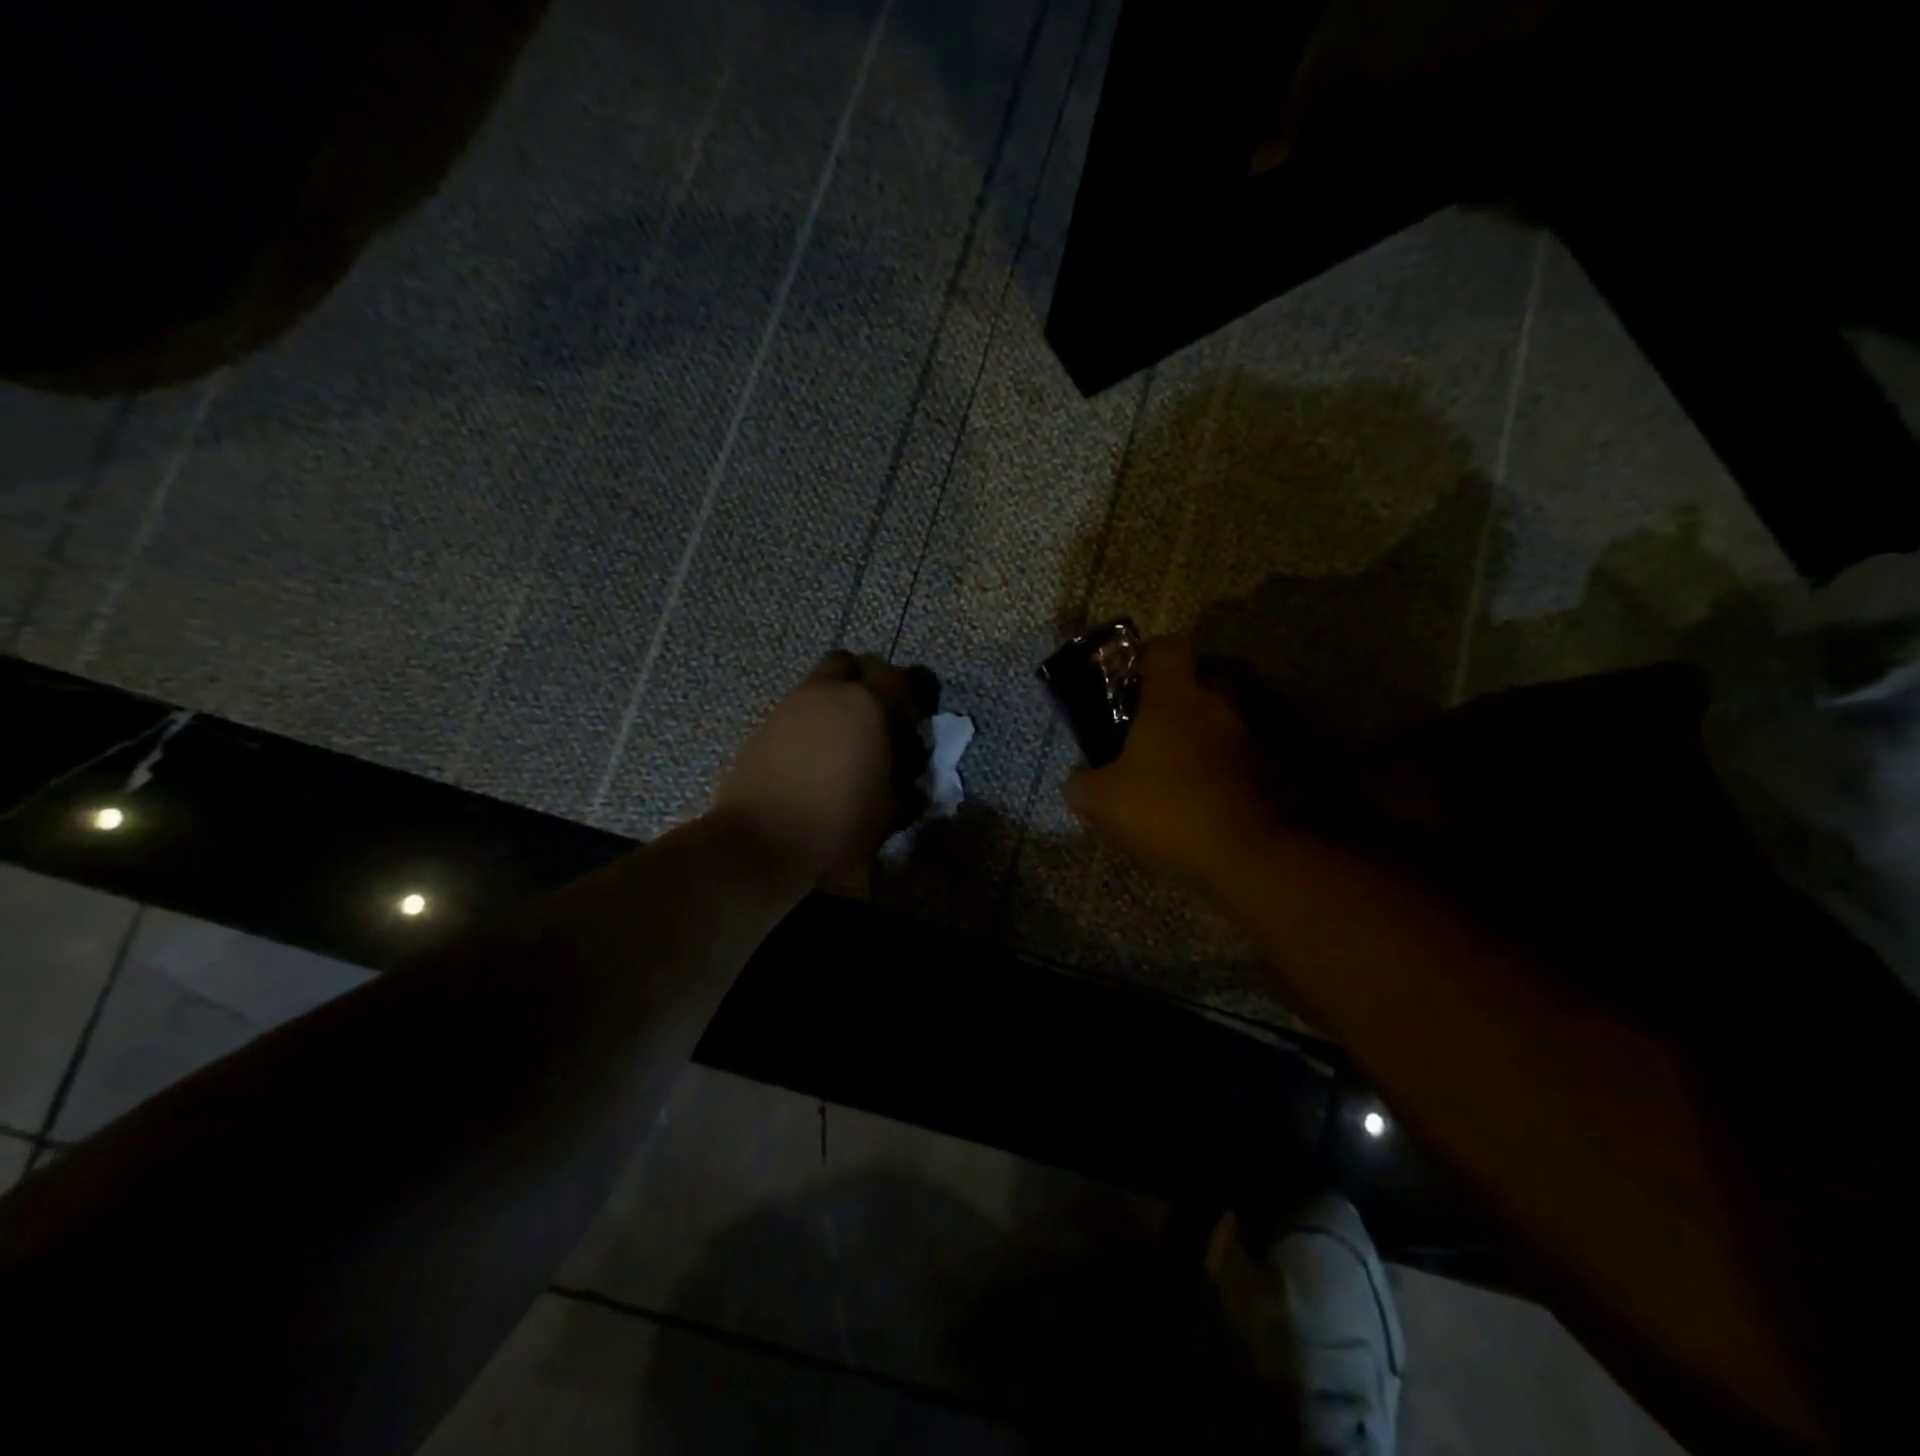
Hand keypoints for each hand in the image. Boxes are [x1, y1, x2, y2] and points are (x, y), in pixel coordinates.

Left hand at [715, 651, 936, 878]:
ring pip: (818, 686)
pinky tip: (815, 760)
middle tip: (876, 721)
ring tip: (845, 746)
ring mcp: (789, 707)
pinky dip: (810, 724)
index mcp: (865, 705)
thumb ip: (907, 788)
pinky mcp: (763, 728)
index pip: (897, 678)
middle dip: (866, 683)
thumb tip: (913, 784)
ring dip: (836, 705)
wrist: (759, 843)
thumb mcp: (889, 812)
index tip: (911, 731)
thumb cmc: (837, 824)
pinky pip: (796, 712)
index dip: (909, 700)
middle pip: (849, 663)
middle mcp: (825, 694)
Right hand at [1065, 637, 1279, 890]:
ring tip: (1192, 774)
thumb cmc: (1172, 811)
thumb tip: (1080, 777)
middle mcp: (1224, 697)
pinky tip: (1223, 797)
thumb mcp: (1101, 803)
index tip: (1131, 689)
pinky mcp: (1290, 759)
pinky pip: (1255, 749)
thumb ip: (1081, 781)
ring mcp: (1264, 726)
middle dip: (1179, 704)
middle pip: (1199, 682)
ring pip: (1229, 716)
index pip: (1163, 647)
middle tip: (1157, 740)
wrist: (1258, 855)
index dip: (1144, 661)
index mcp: (1176, 695)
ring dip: (1212, 735)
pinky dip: (1240, 764)